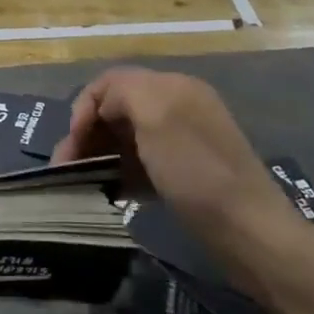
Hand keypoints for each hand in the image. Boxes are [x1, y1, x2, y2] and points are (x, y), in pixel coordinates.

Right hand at [53, 68, 305, 296]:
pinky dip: (118, 174)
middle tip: (64, 169)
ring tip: (77, 183)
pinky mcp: (182, 174)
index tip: (73, 142)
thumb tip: (103, 104)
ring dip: (96, 156)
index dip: (85, 106)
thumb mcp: (157, 116)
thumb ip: (123, 92)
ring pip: (124, 139)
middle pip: (116, 110)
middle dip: (86, 134)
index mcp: (171, 87)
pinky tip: (107, 192)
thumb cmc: (196, 171)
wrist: (248, 232)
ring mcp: (180, 143)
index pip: (111, 81)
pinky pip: (139, 164)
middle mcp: (176, 107)